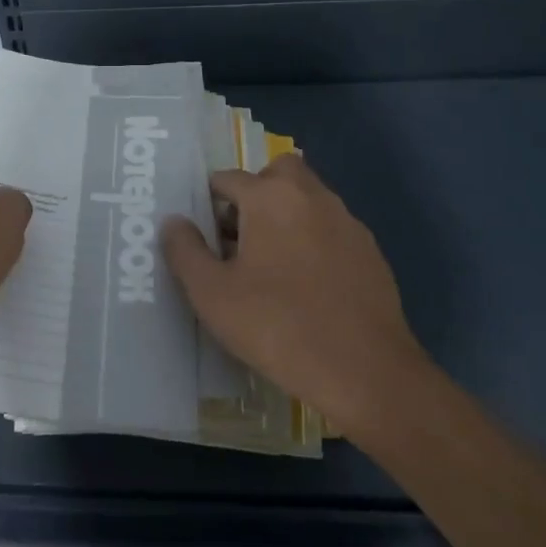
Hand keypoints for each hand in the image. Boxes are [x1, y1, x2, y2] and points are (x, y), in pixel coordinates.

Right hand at [161, 153, 426, 433]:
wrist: (365, 372)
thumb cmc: (277, 326)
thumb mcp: (211, 294)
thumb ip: (185, 250)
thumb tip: (174, 221)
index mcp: (270, 198)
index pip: (228, 178)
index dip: (209, 202)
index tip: (203, 235)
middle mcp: (312, 197)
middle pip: (278, 173)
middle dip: (257, 193)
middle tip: (240, 236)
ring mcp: (348, 223)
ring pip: (310, 200)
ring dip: (287, 216)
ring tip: (270, 266)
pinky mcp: (371, 253)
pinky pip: (332, 230)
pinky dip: (314, 241)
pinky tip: (307, 287)